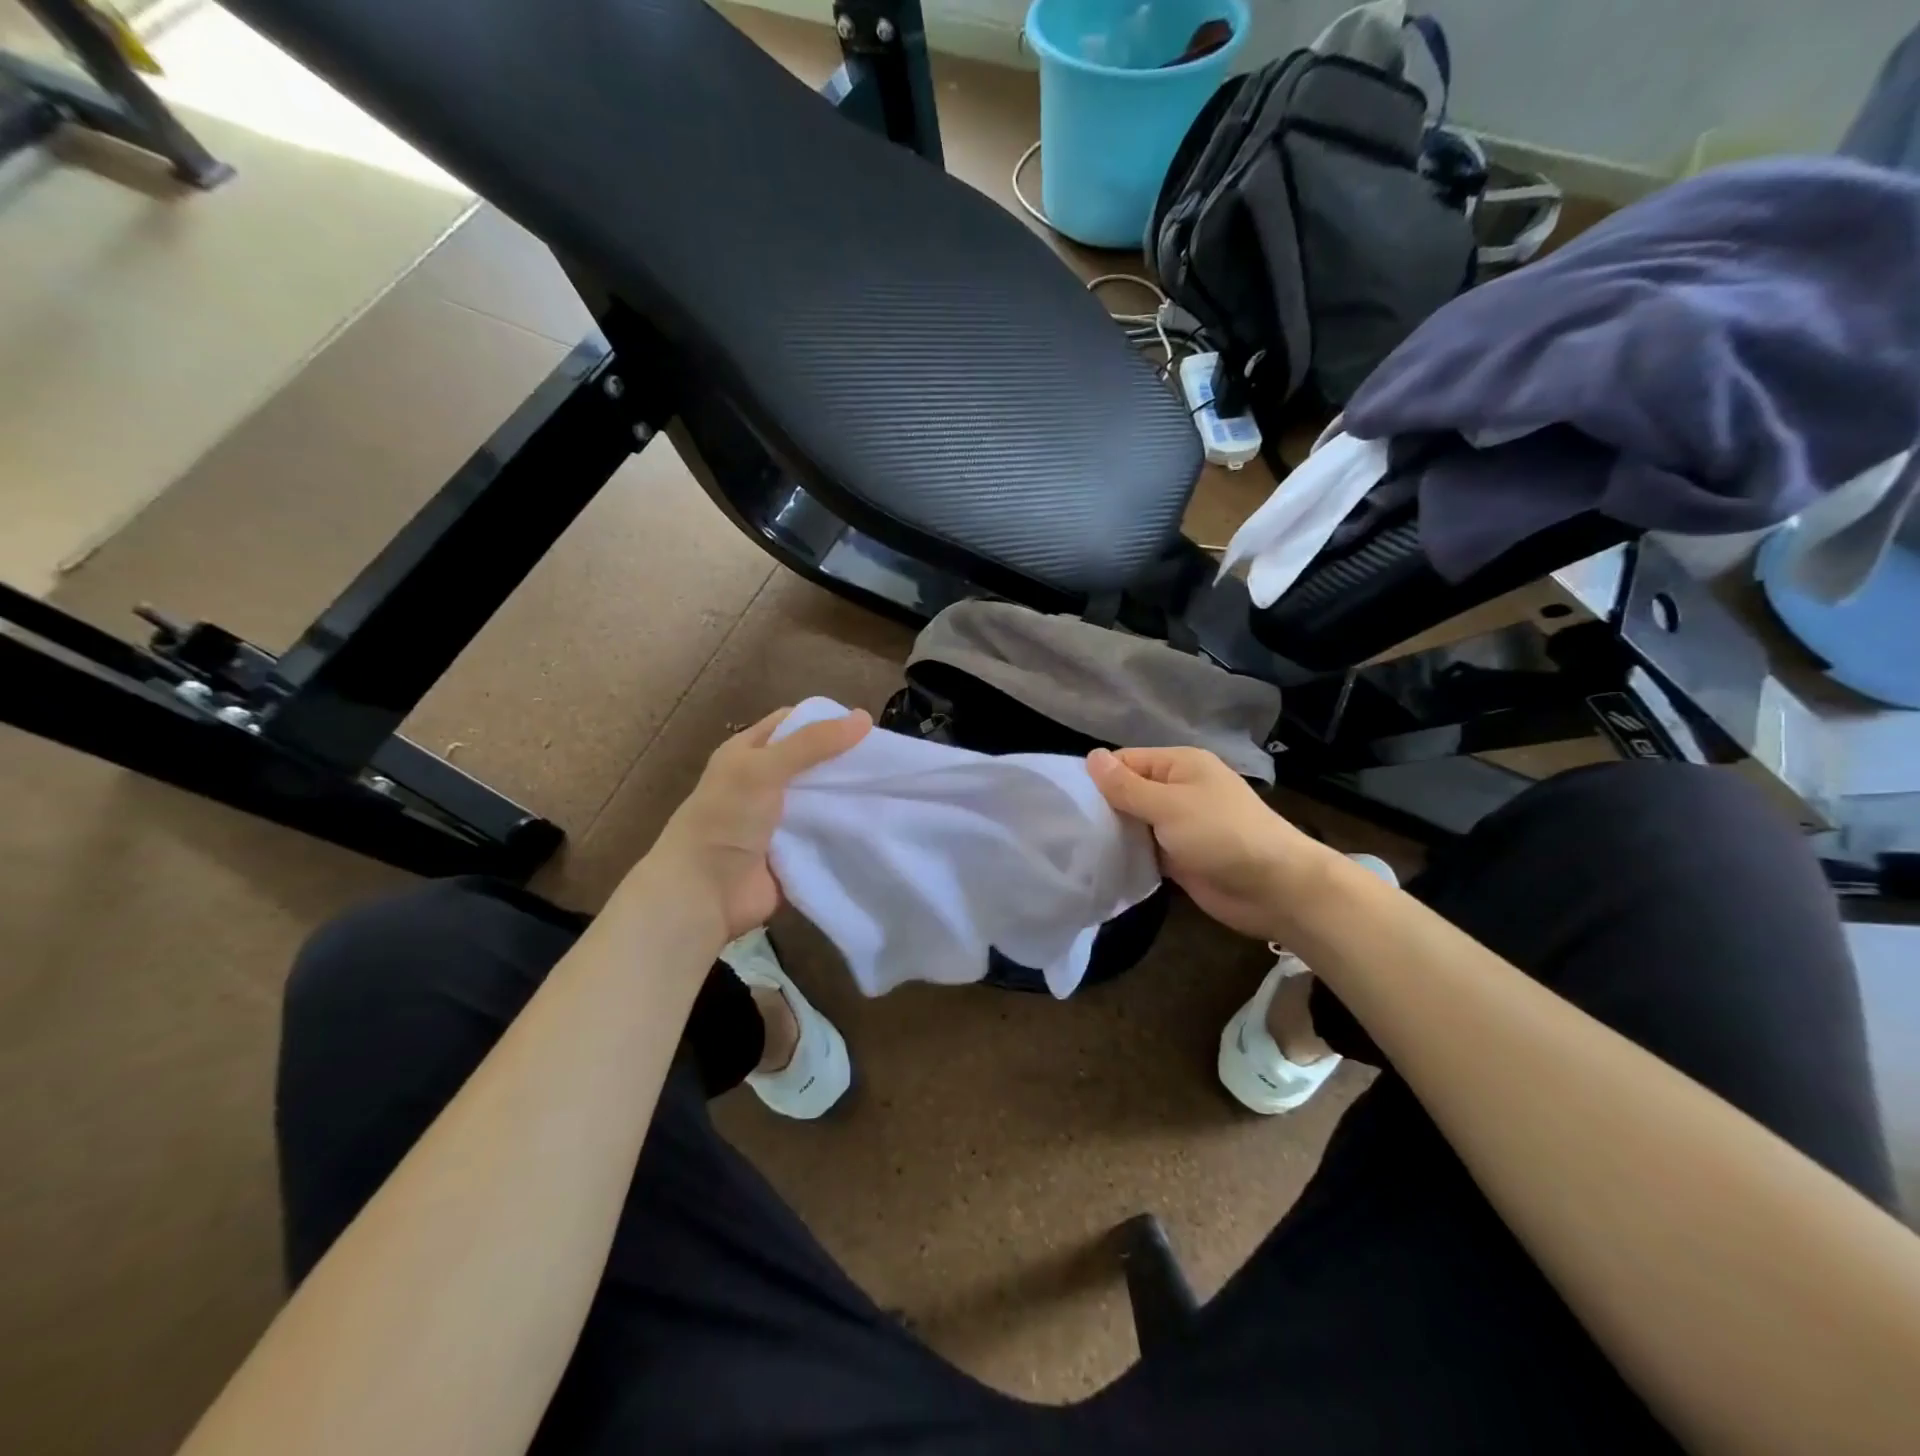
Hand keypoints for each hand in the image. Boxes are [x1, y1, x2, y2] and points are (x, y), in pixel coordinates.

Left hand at [640, 706, 871, 942]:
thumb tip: (865, 717)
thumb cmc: (727, 818)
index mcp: (748, 754)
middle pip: (813, 762)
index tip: (865, 728)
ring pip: (823, 798)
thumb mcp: (765, 768)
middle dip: (845, 760)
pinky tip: (878, 823)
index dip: (825, 721)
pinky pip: (826, 834)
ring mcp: (780, 819)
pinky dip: (846, 829)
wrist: (704, 893)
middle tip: (888, 760)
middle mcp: (763, 783)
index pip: (792, 723)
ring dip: (849, 796)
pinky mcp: (794, 851)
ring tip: (892, 789)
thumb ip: (813, 743)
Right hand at [1087, 745, 1331, 942]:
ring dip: (1112, 835)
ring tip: (1072, 847)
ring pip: (1133, 823)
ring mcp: (1178, 825)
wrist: (1275, 889)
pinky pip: (1144, 850)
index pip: (1125, 761)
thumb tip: (1090, 757)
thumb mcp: (1169, 805)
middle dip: (1100, 808)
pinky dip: (1127, 856)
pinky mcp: (1179, 857)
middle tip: (1063, 827)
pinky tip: (1098, 865)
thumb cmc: (1222, 835)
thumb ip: (1127, 785)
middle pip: (1127, 792)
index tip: (1065, 800)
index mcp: (1179, 765)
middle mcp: (1177, 790)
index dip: (1097, 778)